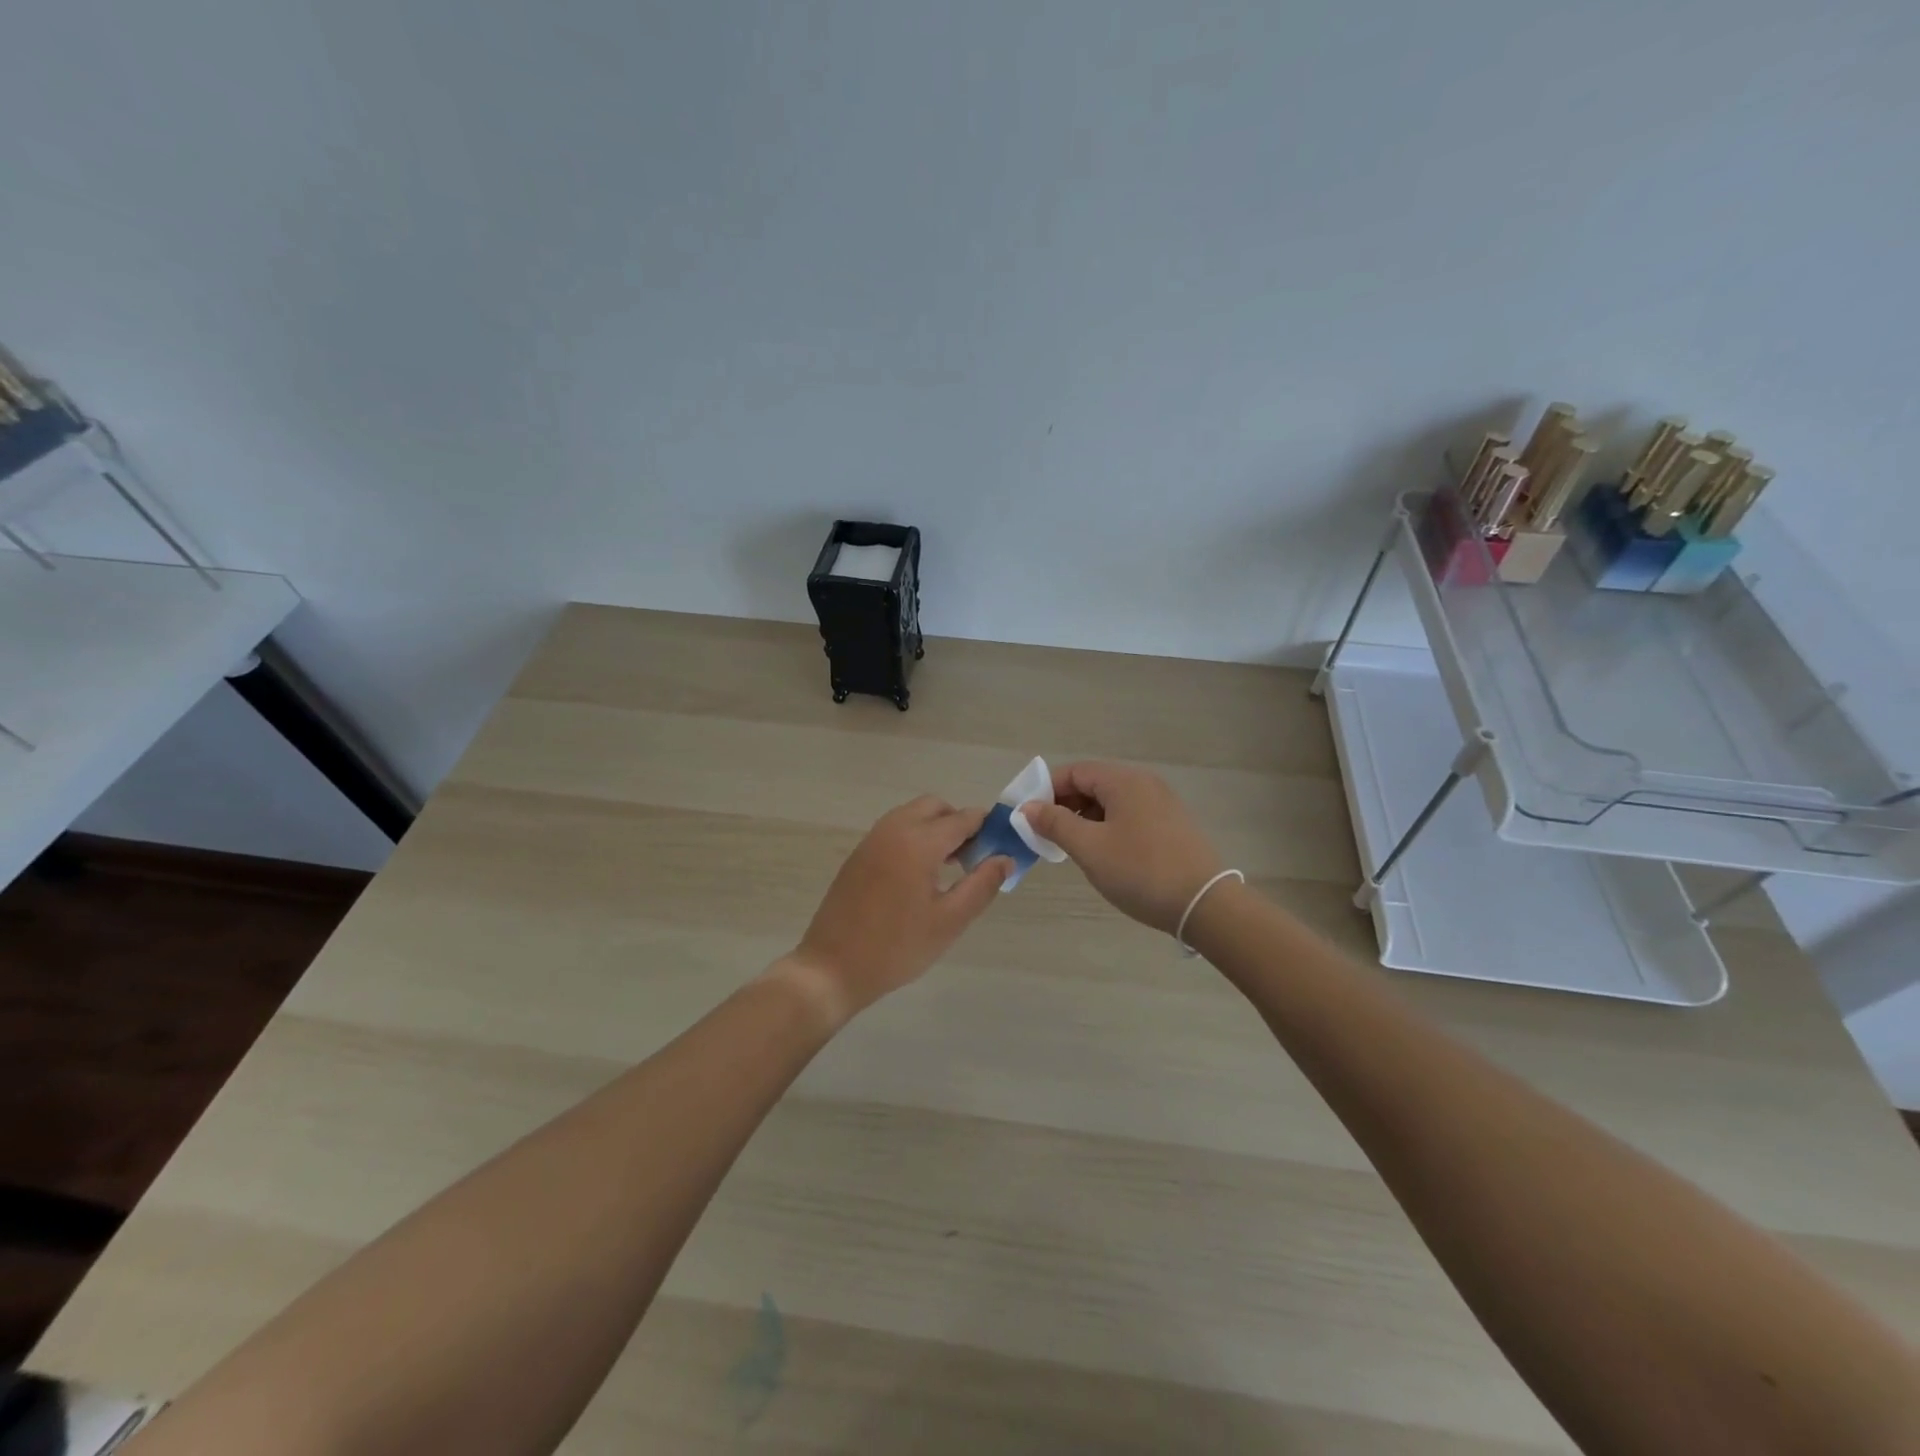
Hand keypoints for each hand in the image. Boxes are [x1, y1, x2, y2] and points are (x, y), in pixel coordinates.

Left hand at [787, 796, 1011, 1020]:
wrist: (831, 967)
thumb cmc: (896, 948)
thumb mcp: (949, 921)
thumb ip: (982, 885)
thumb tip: (1005, 858)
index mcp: (918, 842)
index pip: (963, 819)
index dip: (987, 828)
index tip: (1002, 846)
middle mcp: (894, 829)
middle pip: (936, 807)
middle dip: (959, 823)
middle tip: (974, 859)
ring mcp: (872, 839)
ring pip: (913, 815)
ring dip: (936, 829)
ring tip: (950, 868)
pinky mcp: (859, 854)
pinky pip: (895, 830)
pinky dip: (915, 837)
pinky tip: (920, 875)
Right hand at [1021, 762, 1223, 934]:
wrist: (1204, 904)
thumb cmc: (1140, 871)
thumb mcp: (1089, 848)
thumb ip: (1055, 823)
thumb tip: (1027, 808)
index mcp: (1124, 781)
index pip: (1074, 771)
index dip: (1045, 790)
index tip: (1027, 818)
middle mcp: (1144, 783)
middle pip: (1092, 783)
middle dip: (1064, 805)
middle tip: (1045, 835)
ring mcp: (1161, 803)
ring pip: (1110, 801)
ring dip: (1084, 818)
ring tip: (1070, 848)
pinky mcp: (1171, 824)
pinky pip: (1128, 815)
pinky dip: (1106, 827)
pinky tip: (1101, 853)